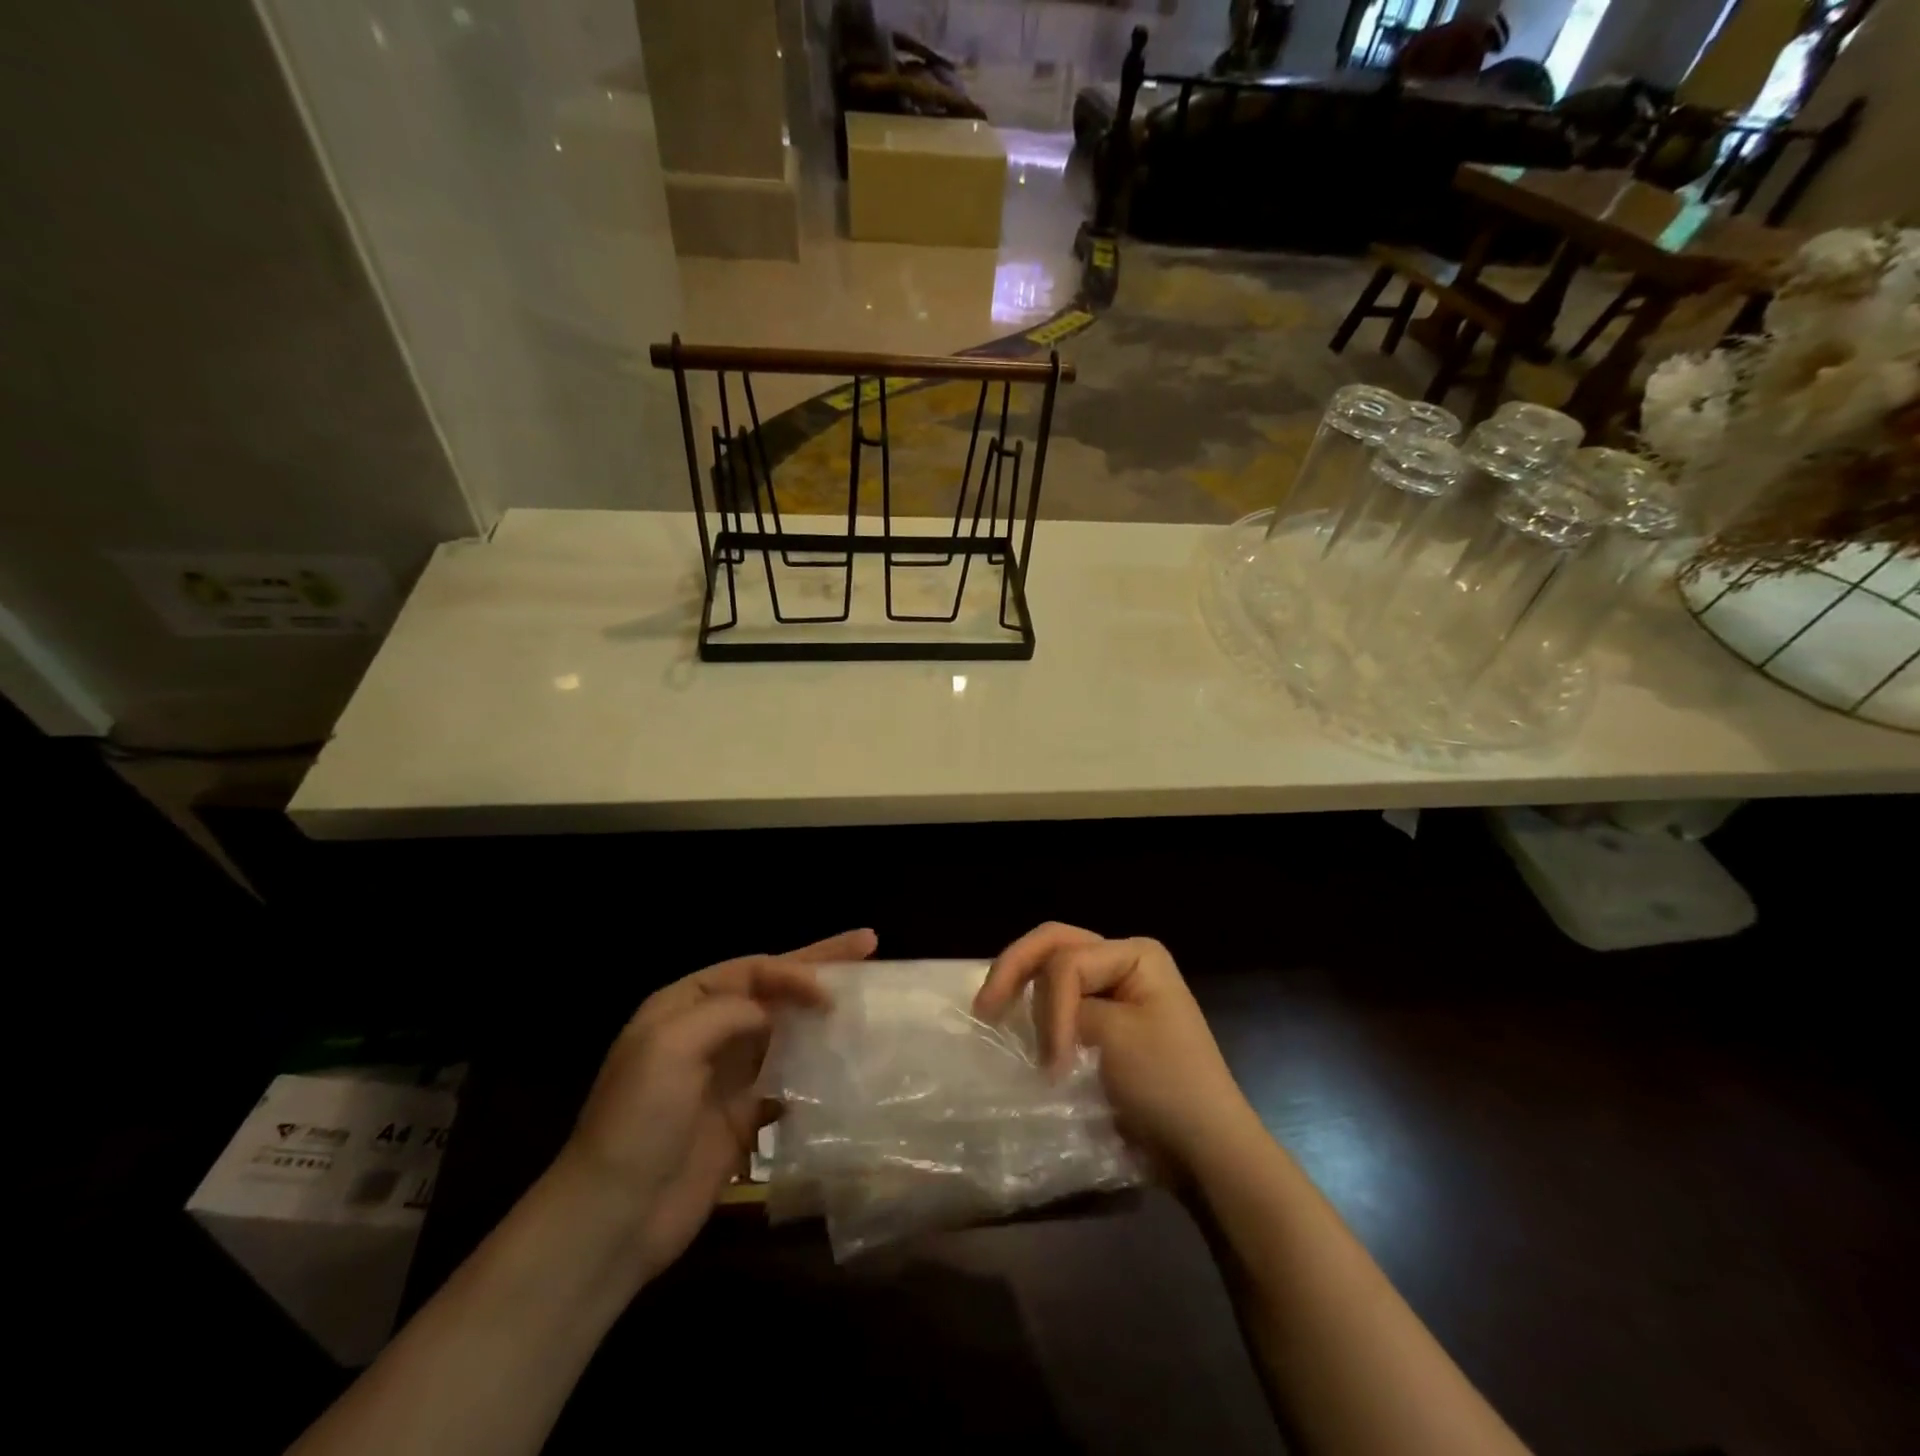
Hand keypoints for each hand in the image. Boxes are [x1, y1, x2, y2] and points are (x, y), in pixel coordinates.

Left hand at [560, 928, 877, 1282]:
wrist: (614, 1218)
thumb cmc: (638, 1122)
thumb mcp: (669, 1048)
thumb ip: (726, 1013)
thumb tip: (773, 1011)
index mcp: (683, 1006)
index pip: (751, 971)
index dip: (793, 971)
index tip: (829, 990)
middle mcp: (707, 1032)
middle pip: (772, 990)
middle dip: (818, 967)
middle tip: (868, 944)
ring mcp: (726, 1075)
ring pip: (784, 1030)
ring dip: (820, 1015)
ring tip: (864, 999)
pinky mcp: (742, 1117)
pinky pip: (786, 1079)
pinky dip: (814, 1067)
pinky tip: (844, 1063)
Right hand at [974, 923, 1256, 1175]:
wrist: (1205, 1151)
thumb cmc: (1166, 1085)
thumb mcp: (1112, 1037)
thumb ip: (1064, 1011)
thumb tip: (1030, 1019)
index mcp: (1134, 953)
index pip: (1066, 961)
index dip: (1050, 1008)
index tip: (1053, 1064)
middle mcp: (1124, 961)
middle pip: (1054, 948)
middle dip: (1014, 971)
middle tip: (983, 1009)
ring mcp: (1116, 991)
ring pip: (1052, 973)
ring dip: (1025, 995)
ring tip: (997, 1020)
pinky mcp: (1106, 1023)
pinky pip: (1061, 1004)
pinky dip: (1037, 1015)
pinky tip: (1018, 1031)